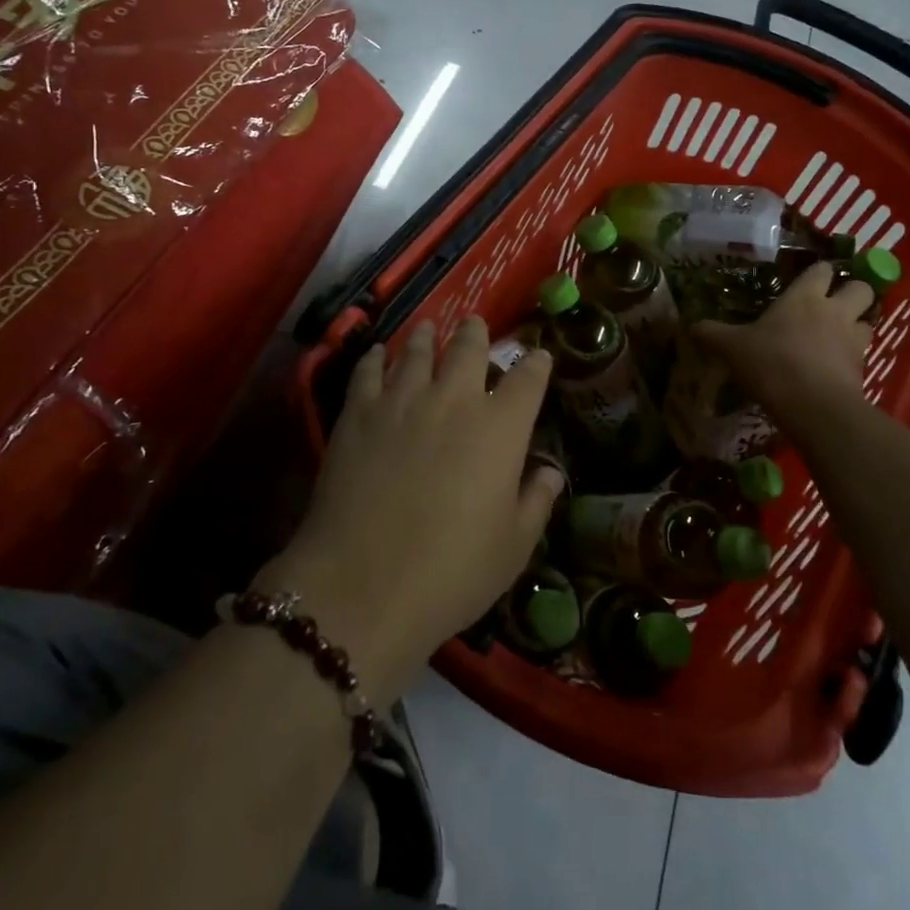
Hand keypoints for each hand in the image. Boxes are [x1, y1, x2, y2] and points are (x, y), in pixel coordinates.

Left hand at [259, 317, 561, 702]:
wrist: (364, 584)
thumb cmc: (452, 572)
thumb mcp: (513, 547)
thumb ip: (536, 502)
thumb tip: (550, 472)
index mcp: (500, 428)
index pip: (527, 379)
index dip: (536, 363)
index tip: (538, 356)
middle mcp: (454, 400)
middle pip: (469, 348)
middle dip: (476, 333)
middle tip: (474, 324)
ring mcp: (403, 401)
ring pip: (417, 351)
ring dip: (427, 336)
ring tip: (428, 328)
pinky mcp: (359, 413)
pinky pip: (369, 371)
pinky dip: (376, 358)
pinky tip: (377, 354)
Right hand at [693, 263, 874, 412]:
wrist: (813, 406)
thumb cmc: (771, 363)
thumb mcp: (732, 347)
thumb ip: (712, 334)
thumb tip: (690, 326)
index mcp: (804, 296)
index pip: (822, 269)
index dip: (818, 273)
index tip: (807, 281)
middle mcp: (835, 310)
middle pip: (862, 288)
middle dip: (852, 292)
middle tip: (832, 305)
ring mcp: (854, 339)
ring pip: (869, 320)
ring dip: (857, 323)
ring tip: (838, 335)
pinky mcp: (864, 368)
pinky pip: (864, 353)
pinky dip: (853, 356)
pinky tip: (834, 366)